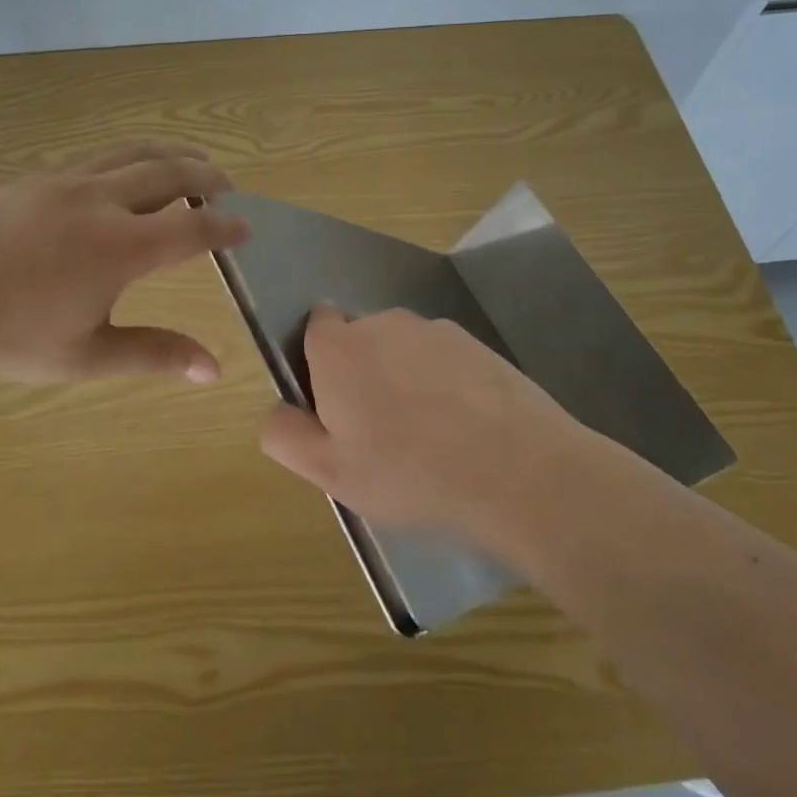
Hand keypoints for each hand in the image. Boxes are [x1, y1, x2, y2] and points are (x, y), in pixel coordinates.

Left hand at [0, 142, 249, 383]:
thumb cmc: (9, 339)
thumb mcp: (88, 355)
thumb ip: (155, 354)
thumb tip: (213, 370)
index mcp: (119, 247)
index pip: (191, 229)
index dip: (226, 227)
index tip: (246, 228)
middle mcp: (98, 201)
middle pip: (168, 172)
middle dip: (205, 176)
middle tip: (226, 185)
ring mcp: (62, 182)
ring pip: (130, 152)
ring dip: (168, 154)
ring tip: (188, 160)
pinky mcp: (32, 179)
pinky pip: (94, 158)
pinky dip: (126, 158)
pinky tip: (123, 174)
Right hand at [259, 304, 594, 553]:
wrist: (520, 473)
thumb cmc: (410, 474)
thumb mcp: (330, 472)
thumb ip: (285, 435)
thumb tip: (276, 411)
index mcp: (339, 347)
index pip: (315, 326)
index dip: (320, 363)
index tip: (335, 407)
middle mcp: (383, 323)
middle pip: (360, 340)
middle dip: (362, 374)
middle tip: (380, 434)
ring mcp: (435, 330)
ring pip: (403, 350)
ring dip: (404, 379)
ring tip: (429, 437)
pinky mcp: (478, 344)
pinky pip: (443, 361)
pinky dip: (444, 384)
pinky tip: (464, 429)